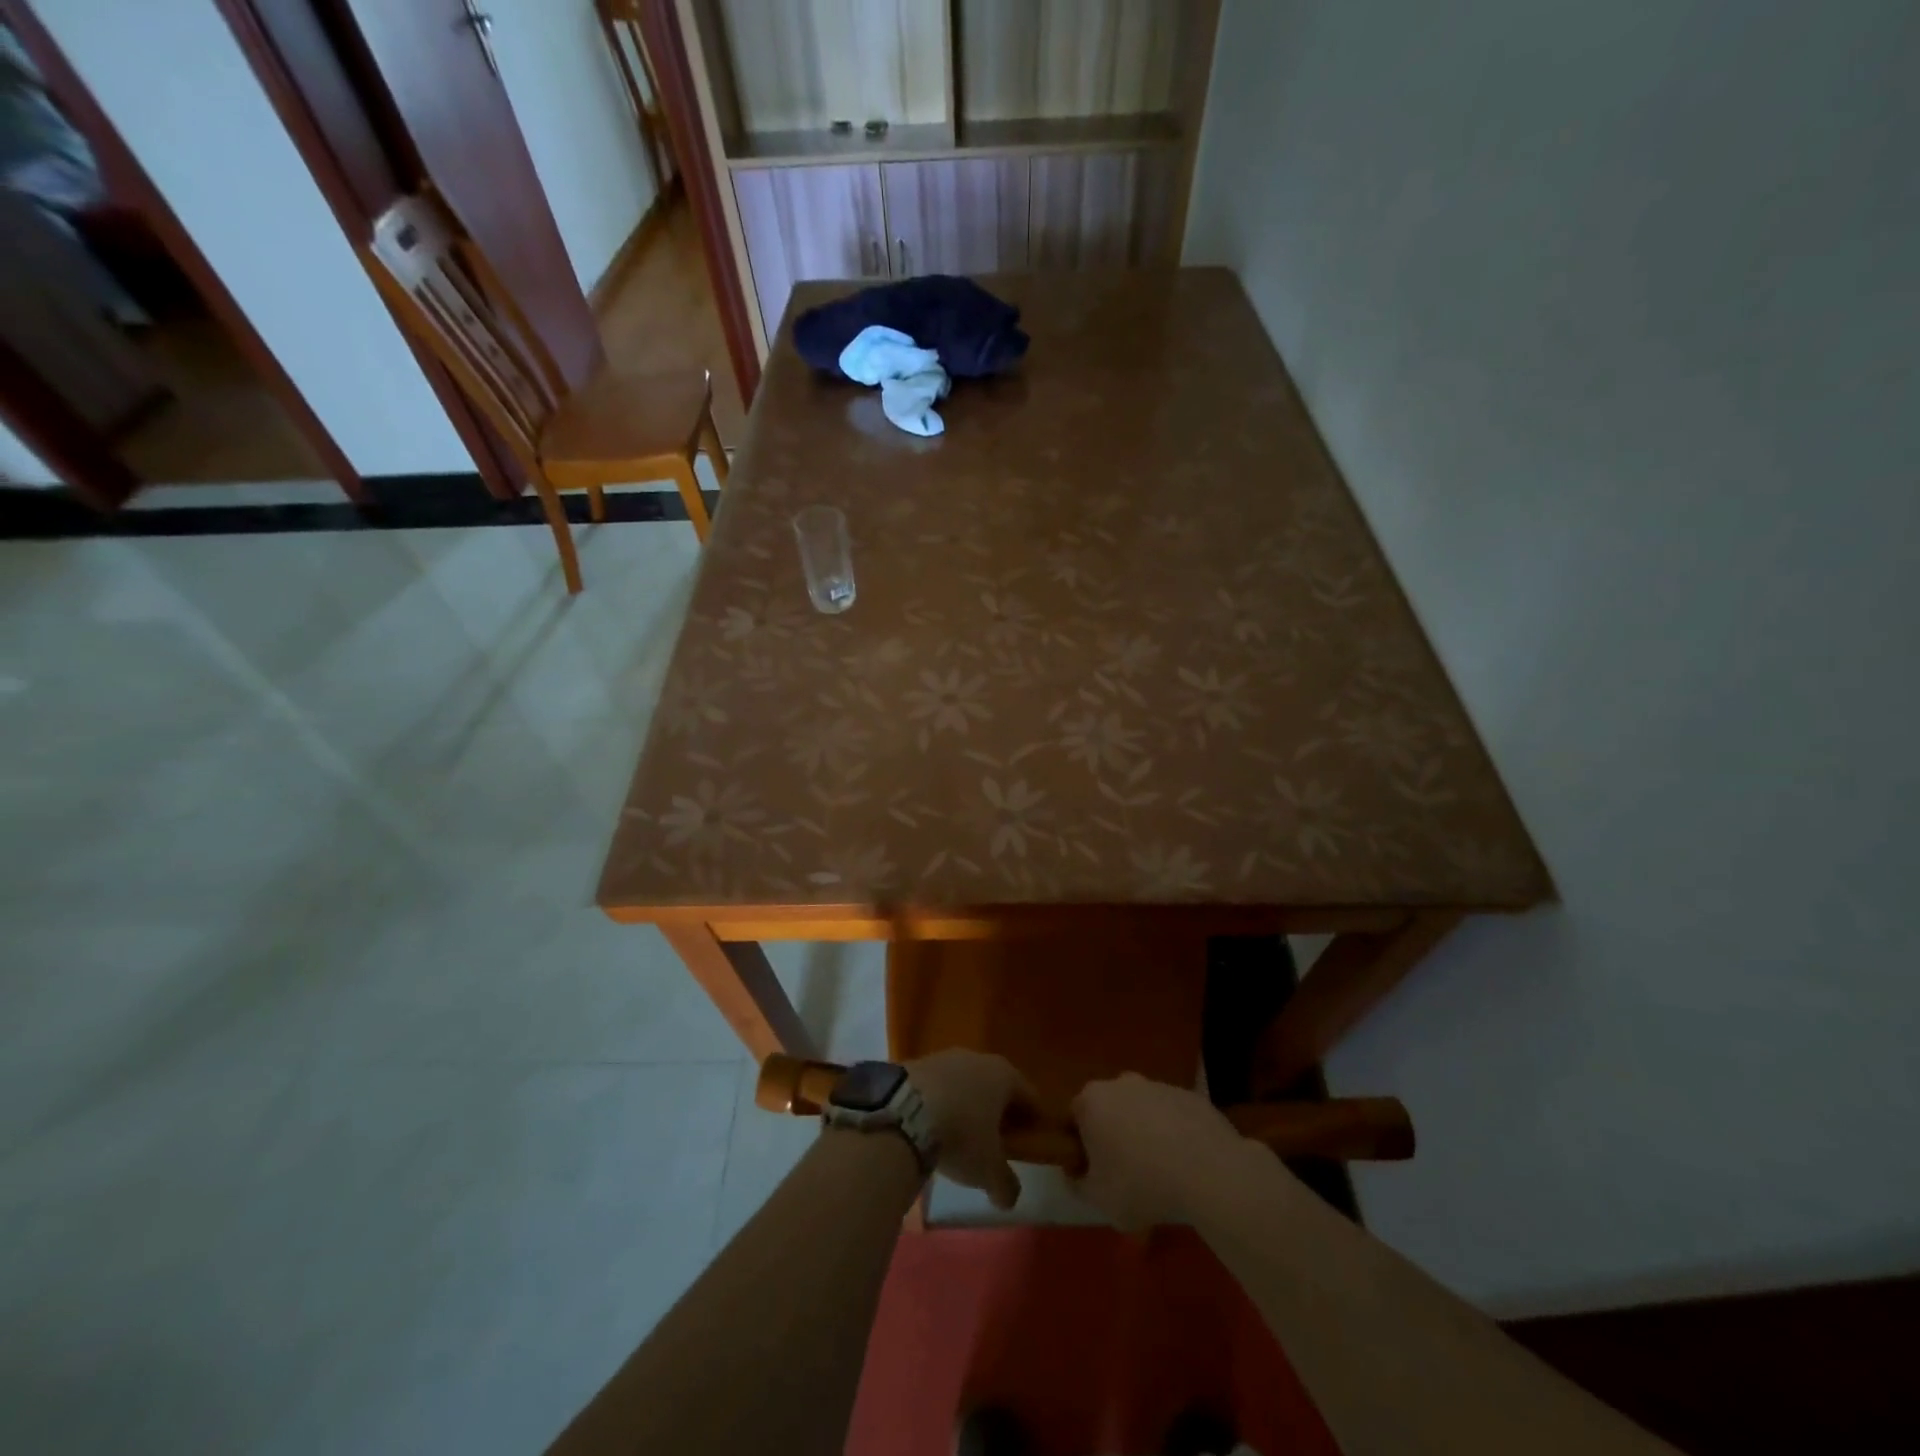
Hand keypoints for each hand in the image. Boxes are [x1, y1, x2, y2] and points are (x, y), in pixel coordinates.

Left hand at [905, 1050, 1036, 1209]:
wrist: (903, 1111)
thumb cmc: (960, 1135)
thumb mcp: (988, 1170)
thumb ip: (1005, 1184)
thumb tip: (1010, 1198)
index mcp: (1005, 1076)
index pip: (1030, 1096)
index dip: (1034, 1119)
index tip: (1032, 1139)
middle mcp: (979, 1058)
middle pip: (997, 1085)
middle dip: (999, 1111)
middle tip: (998, 1140)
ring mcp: (946, 1056)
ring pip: (966, 1082)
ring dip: (968, 1104)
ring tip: (962, 1134)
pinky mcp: (918, 1062)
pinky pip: (939, 1085)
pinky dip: (942, 1102)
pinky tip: (933, 1124)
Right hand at [1070, 1074, 1252, 1229]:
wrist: (1208, 1172)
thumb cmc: (1142, 1184)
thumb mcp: (1099, 1200)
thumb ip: (1078, 1185)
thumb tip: (1075, 1174)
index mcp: (1092, 1101)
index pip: (1075, 1118)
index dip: (1080, 1146)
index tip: (1093, 1173)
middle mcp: (1121, 1083)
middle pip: (1109, 1110)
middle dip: (1113, 1136)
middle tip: (1125, 1174)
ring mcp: (1158, 1085)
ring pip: (1142, 1111)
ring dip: (1144, 1134)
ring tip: (1161, 1174)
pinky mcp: (1189, 1095)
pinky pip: (1172, 1116)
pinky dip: (1174, 1134)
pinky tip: (1186, 1165)